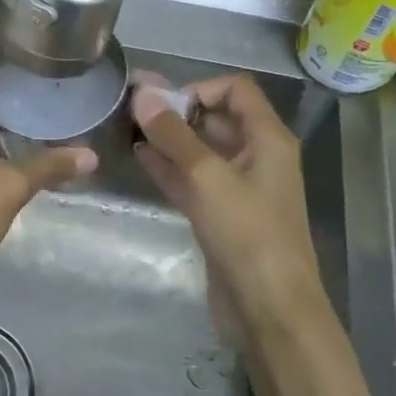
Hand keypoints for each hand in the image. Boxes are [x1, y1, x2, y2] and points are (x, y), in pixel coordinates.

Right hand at [131, 73, 326, 345]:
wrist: (268, 306)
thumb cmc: (247, 233)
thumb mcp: (208, 177)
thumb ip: (174, 135)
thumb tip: (144, 95)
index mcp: (267, 139)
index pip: (235, 91)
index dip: (198, 89)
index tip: (161, 105)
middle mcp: (255, 157)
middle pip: (215, 119)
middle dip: (176, 112)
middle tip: (131, 110)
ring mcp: (236, 187)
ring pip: (199, 151)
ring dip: (168, 139)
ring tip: (127, 129)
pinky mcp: (219, 214)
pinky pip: (192, 179)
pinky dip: (168, 167)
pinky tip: (139, 157)